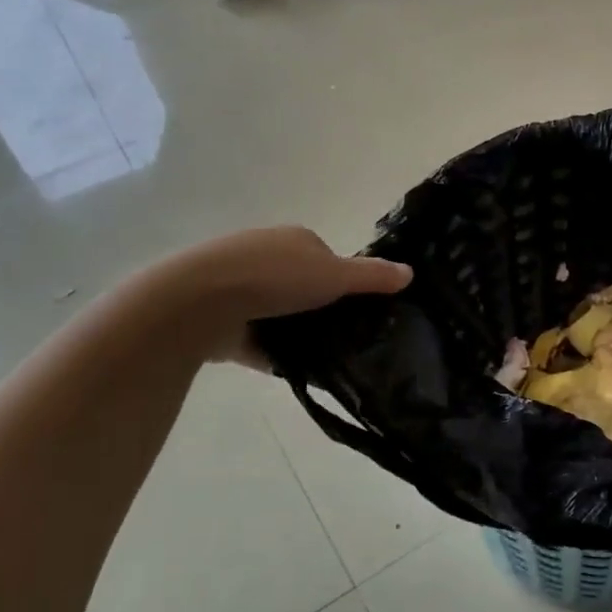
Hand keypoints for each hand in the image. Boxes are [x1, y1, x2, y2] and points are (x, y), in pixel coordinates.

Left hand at [140, 226, 411, 366]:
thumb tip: (411, 272)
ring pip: (281, 314)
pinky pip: (259, 341)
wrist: (201, 302)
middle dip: (322, 308)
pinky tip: (297, 371)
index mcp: (294, 240)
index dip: (346, 282)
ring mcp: (241, 290)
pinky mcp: (224, 322)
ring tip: (326, 358)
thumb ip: (372, 276)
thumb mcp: (335, 274)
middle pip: (305, 286)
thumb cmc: (275, 277)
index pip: (328, 259)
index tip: (362, 309)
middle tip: (348, 336)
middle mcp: (266, 258)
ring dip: (298, 332)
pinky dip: (275, 354)